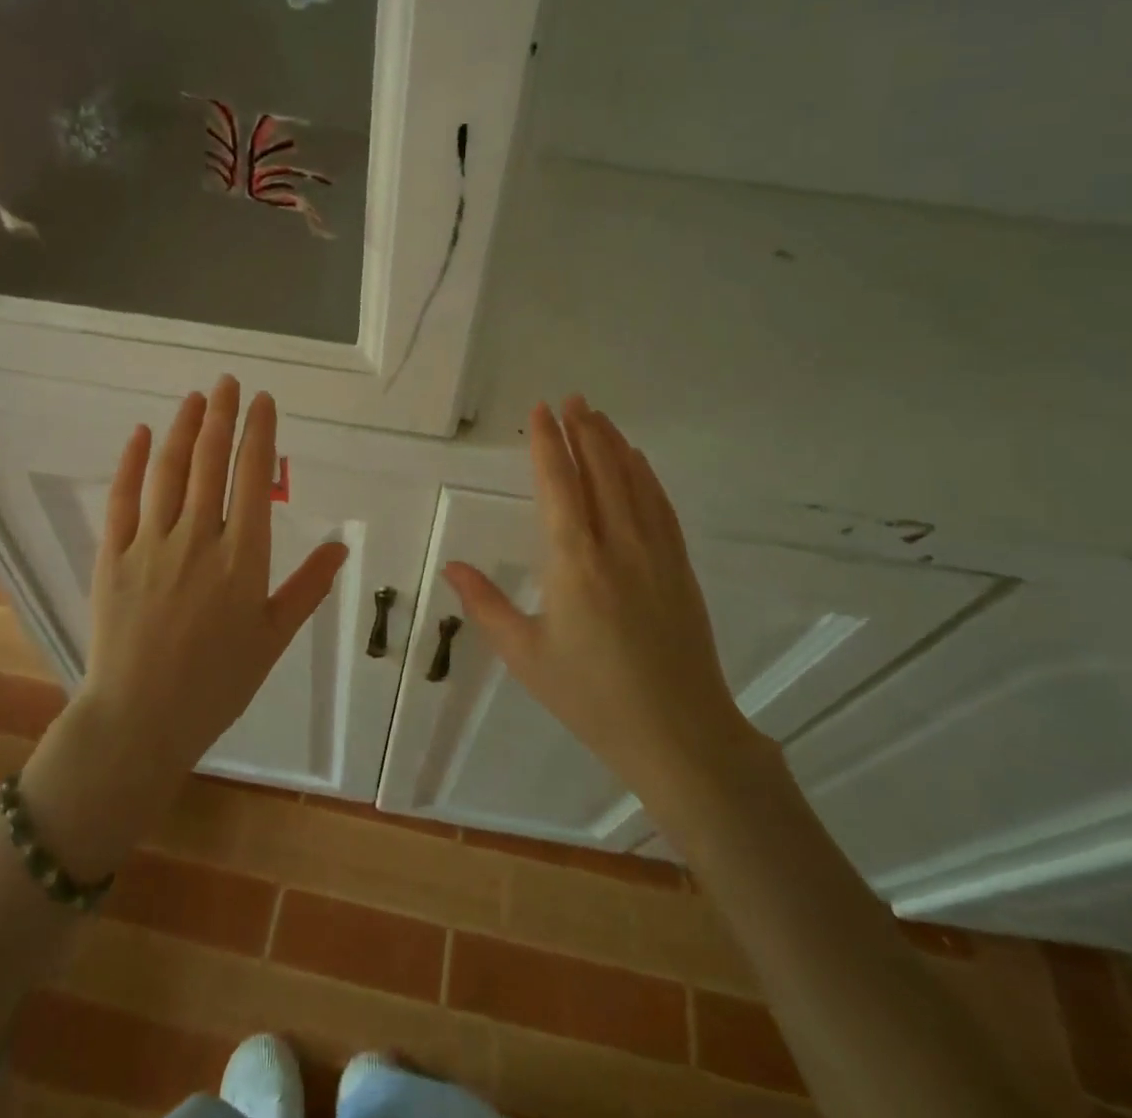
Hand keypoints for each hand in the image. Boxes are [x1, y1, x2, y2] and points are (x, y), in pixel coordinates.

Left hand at [76, 376, 348, 780]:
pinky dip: (132, 463)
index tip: (263, 401)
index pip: (253, 478)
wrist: (140, 721)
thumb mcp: (273, 638)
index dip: (258, 433)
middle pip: (211, 462)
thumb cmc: (217, 683)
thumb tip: (342, 546)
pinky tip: (143, 435)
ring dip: (184, 428)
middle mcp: (198, 539)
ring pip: (169, 471)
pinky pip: (122, 499)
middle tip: (229, 383)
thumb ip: (307, 587)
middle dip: (222, 415)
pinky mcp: (112, 557)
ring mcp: (150, 545)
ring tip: (196, 397)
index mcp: (242, 558)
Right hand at [443, 396, 767, 810]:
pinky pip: (660, 506)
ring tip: (597, 415)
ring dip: (614, 444)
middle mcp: (617, 544)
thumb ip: (486, 606)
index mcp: (574, 562)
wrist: (679, 734)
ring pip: (633, 482)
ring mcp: (655, 553)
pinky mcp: (679, 566)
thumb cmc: (592, 697)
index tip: (541, 411)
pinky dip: (646, 475)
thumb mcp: (527, 656)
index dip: (547, 444)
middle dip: (583, 430)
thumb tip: (451, 565)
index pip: (558, 485)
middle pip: (600, 471)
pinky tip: (638, 461)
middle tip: (571, 398)